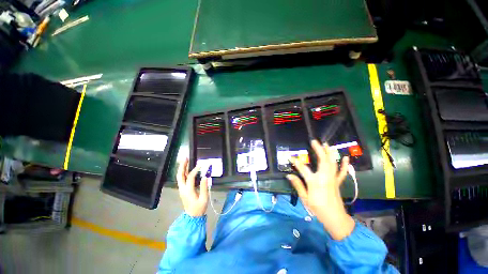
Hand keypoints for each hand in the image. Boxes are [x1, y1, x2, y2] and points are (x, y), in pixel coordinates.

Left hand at [176, 158, 208, 216]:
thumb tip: (205, 176)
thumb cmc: (199, 208)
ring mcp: (181, 189)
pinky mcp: (182, 190)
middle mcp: (182, 189)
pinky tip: (187, 169)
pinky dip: (183, 172)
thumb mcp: (204, 198)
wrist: (192, 216)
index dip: (195, 170)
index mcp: (188, 191)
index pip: (190, 177)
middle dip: (182, 166)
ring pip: (179, 177)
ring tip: (186, 161)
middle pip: (180, 175)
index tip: (201, 165)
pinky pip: (181, 179)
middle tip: (186, 158)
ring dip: (182, 168)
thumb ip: (204, 187)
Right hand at [287, 140, 354, 239]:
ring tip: (327, 144)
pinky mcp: (337, 182)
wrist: (335, 218)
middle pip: (322, 161)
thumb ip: (297, 185)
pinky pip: (342, 172)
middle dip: (318, 150)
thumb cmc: (318, 209)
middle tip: (314, 141)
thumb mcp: (304, 198)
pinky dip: (344, 164)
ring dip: (329, 153)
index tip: (290, 157)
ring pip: (332, 163)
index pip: (303, 168)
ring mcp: (332, 179)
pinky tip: (346, 158)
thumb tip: (289, 175)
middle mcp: (325, 178)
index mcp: (315, 182)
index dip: (296, 162)